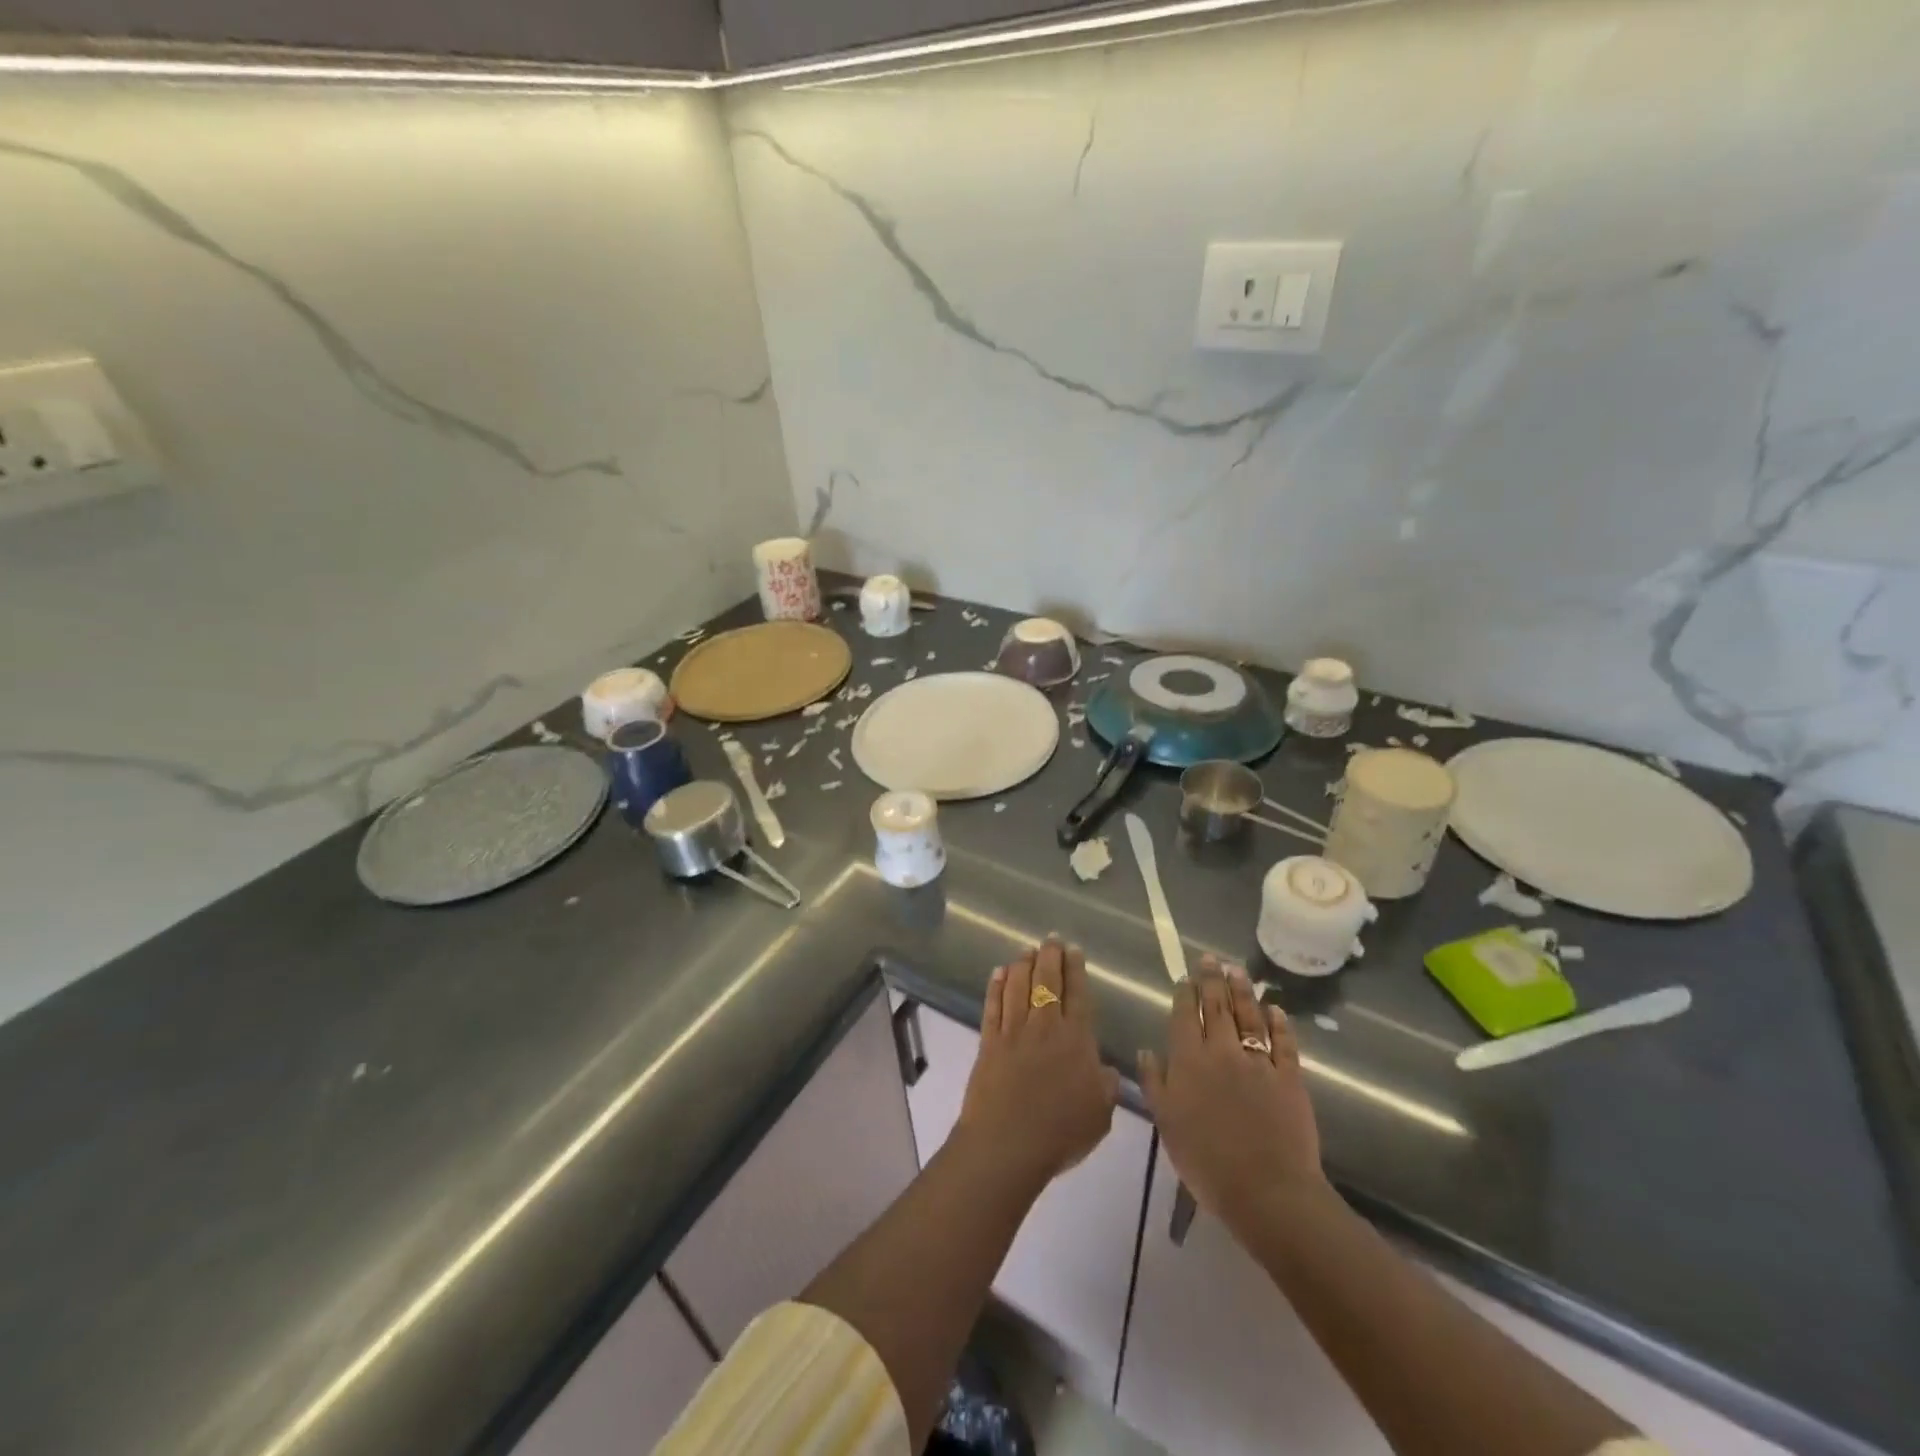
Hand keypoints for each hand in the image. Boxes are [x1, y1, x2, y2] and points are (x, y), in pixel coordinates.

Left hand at [957, 938, 1119, 1188]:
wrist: (1007, 1143)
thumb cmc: (1060, 1132)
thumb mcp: (1100, 1115)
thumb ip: (1107, 1087)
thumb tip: (1107, 1069)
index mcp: (1076, 1040)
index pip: (1078, 995)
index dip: (1076, 970)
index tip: (1073, 950)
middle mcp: (1044, 1027)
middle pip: (1047, 982)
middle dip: (1050, 957)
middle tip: (1051, 939)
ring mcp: (1013, 1031)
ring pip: (1018, 987)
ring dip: (1023, 965)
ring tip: (1026, 950)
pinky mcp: (989, 1041)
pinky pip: (993, 1005)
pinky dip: (996, 986)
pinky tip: (999, 973)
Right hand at [1138, 956, 1327, 1228]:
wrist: (1266, 1190)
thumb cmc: (1206, 1161)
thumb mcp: (1167, 1123)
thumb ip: (1154, 1082)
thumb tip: (1147, 1050)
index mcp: (1189, 1060)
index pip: (1185, 1015)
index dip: (1185, 993)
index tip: (1185, 976)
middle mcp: (1222, 1051)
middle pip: (1217, 1007)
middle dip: (1212, 980)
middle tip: (1212, 959)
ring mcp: (1258, 1061)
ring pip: (1249, 1016)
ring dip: (1243, 991)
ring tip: (1238, 971)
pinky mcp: (1289, 1077)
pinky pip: (1283, 1043)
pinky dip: (1279, 1023)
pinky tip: (1275, 1010)